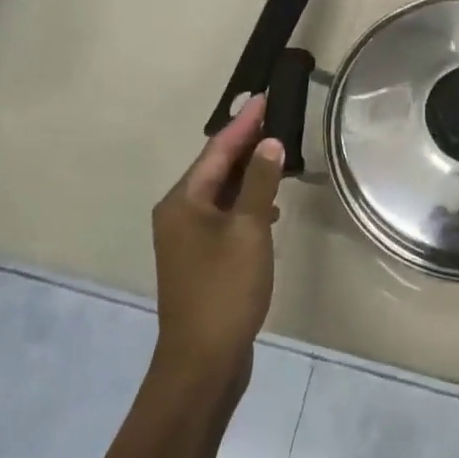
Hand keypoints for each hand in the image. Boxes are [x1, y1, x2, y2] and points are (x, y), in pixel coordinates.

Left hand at [151, 96, 284, 382]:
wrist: (202, 361)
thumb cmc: (225, 290)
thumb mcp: (249, 230)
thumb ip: (260, 184)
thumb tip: (269, 143)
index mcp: (183, 201)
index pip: (218, 149)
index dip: (244, 123)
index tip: (265, 97)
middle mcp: (178, 213)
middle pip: (216, 167)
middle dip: (246, 144)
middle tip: (276, 119)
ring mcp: (187, 238)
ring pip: (221, 192)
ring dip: (249, 174)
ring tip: (280, 156)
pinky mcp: (200, 258)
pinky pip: (224, 215)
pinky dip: (246, 202)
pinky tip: (270, 206)